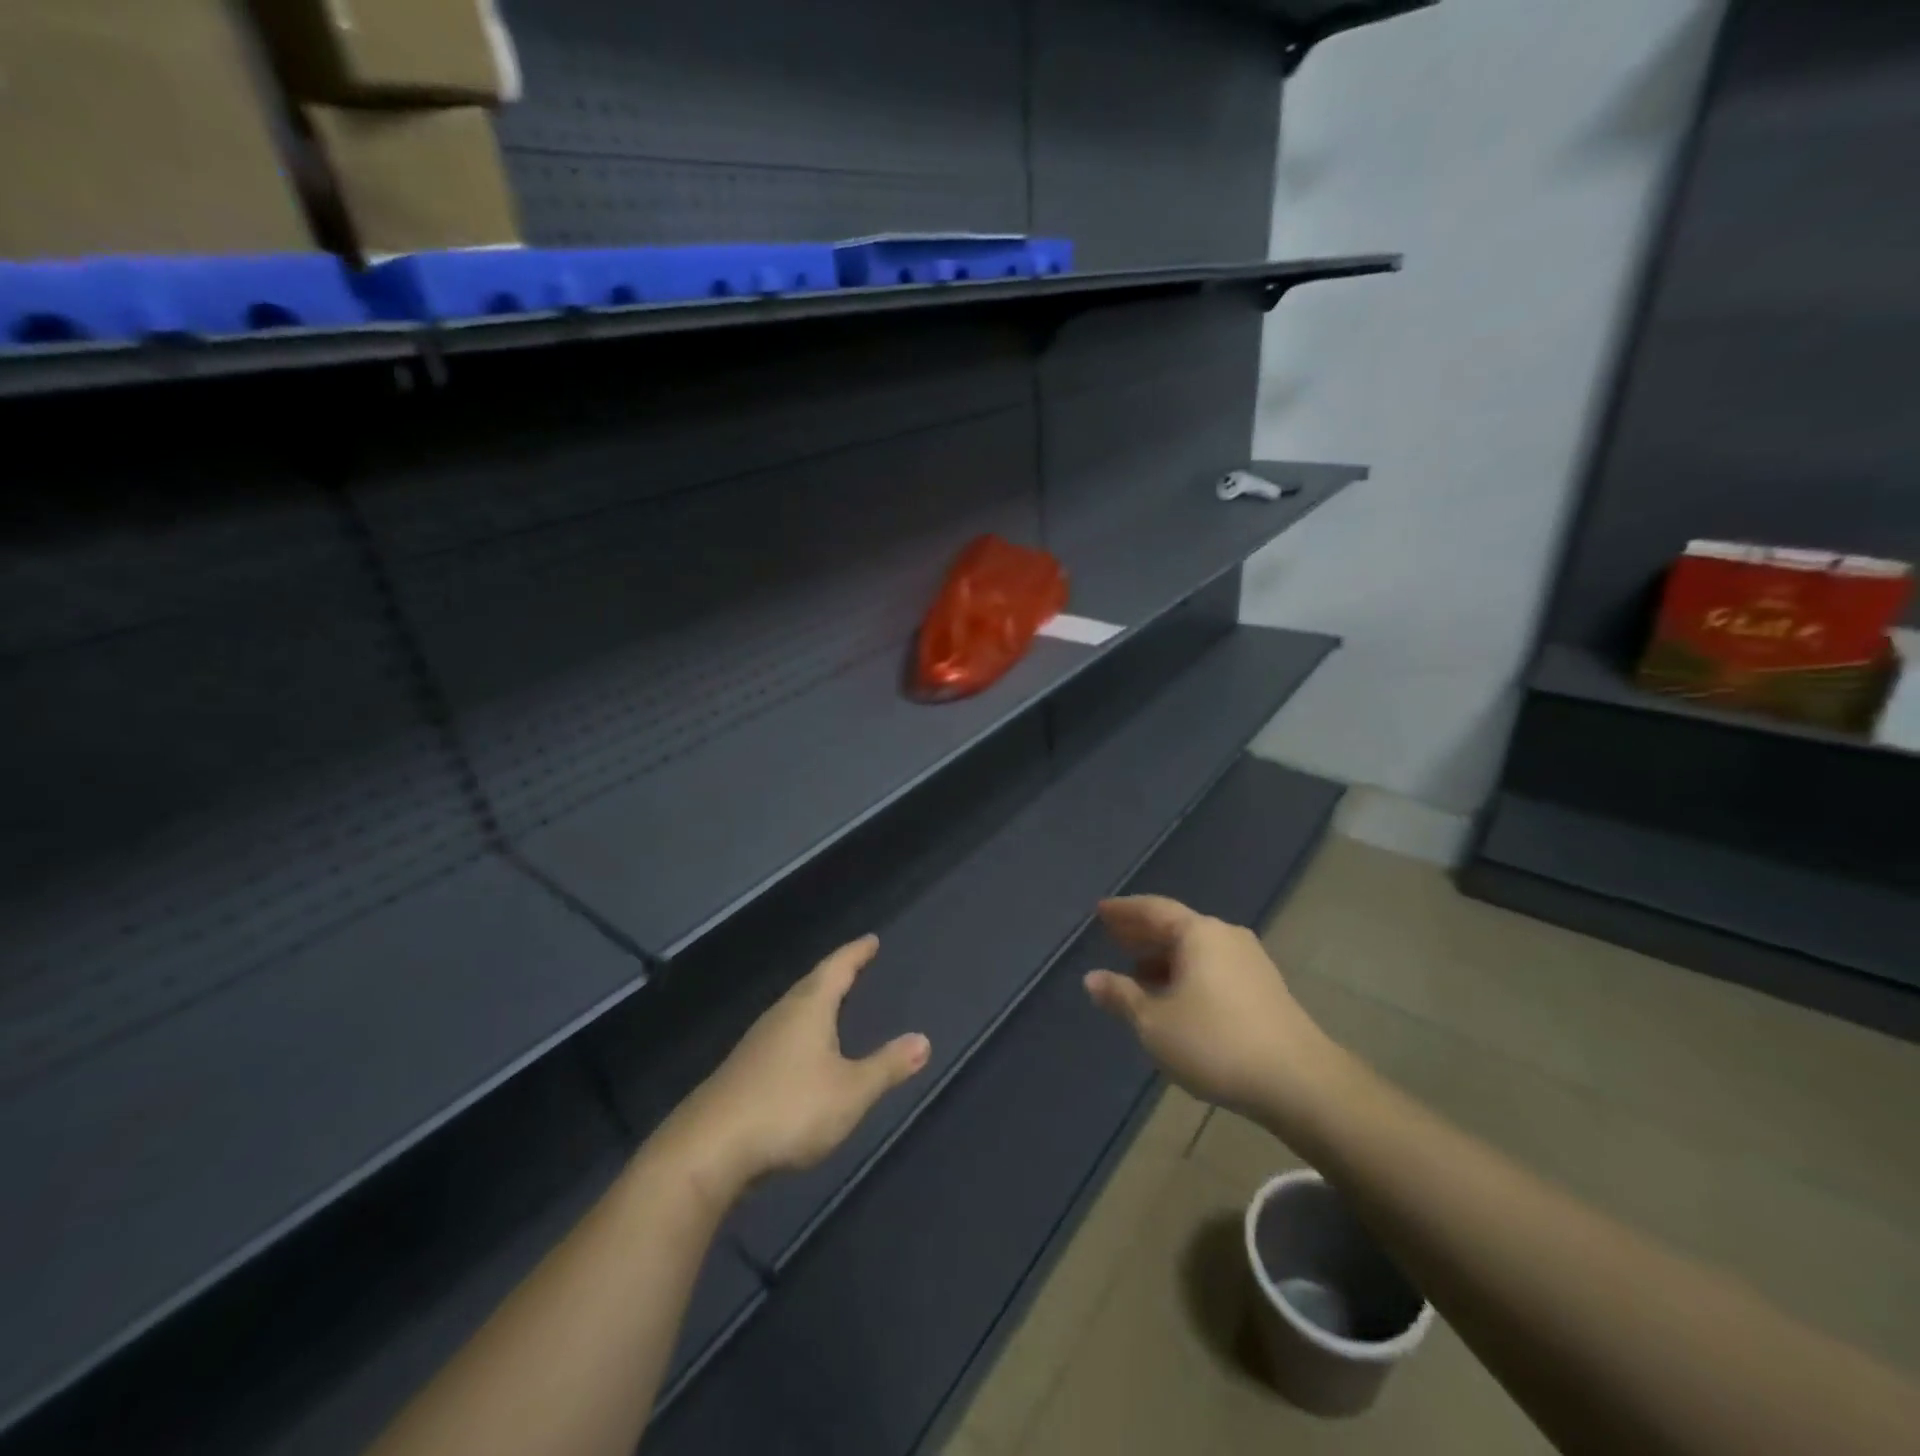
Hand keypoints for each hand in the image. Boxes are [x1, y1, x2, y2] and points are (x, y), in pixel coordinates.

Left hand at [670, 936, 930, 1201]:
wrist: (708, 1151)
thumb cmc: (788, 1109)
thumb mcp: (850, 1091)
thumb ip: (887, 1067)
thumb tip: (923, 1040)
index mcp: (808, 1009)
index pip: (836, 969)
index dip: (856, 953)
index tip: (870, 940)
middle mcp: (780, 1016)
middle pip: (811, 985)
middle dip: (835, 973)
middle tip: (854, 964)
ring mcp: (756, 1044)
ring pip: (793, 1010)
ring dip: (814, 1001)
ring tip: (831, 1002)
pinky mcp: (742, 1072)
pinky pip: (781, 1035)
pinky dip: (799, 1031)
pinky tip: (800, 1051)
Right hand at [1083, 896, 1342, 1128]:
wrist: (1299, 1083)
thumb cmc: (1215, 1042)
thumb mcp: (1154, 1022)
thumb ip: (1121, 996)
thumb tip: (1092, 978)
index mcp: (1198, 933)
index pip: (1153, 909)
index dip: (1124, 910)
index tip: (1100, 911)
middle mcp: (1226, 936)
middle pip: (1176, 926)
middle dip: (1142, 933)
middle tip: (1113, 938)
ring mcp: (1250, 962)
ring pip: (1196, 950)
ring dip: (1164, 958)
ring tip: (1137, 974)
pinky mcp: (1265, 989)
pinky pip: (1213, 968)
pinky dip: (1187, 974)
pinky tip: (1175, 998)